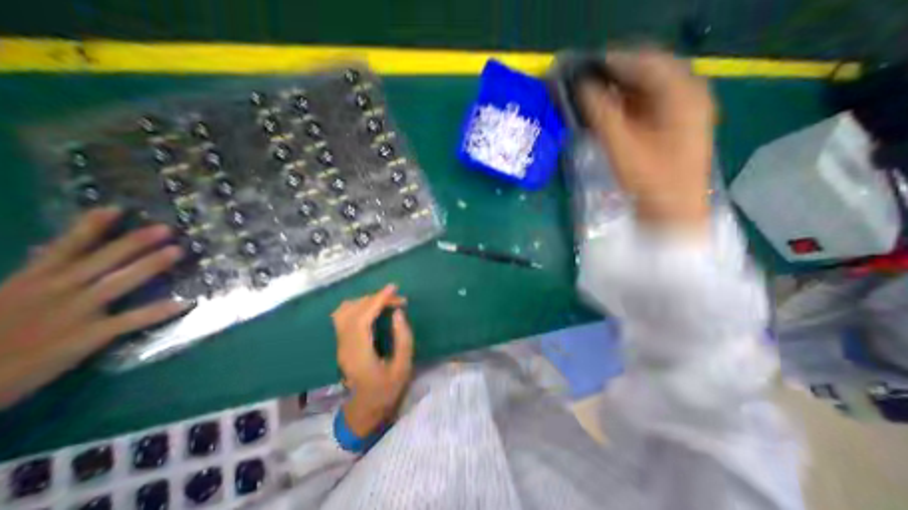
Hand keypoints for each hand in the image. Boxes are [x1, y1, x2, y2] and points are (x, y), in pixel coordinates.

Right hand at [0, 208, 187, 407]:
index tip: (116, 209)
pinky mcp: (87, 336)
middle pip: (102, 260)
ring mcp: (75, 313)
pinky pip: (131, 321)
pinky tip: (186, 302)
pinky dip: (158, 311)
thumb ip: (31, 276)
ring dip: (150, 265)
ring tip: (178, 251)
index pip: (64, 247)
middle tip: (166, 228)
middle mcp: (56, 292)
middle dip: (134, 242)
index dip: (90, 227)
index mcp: (28, 281)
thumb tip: (50, 250)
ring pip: (120, 282)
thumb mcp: (1, 299)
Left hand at [331, 284, 413, 436]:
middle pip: (353, 311)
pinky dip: (359, 305)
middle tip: (398, 299)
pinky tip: (372, 307)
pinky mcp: (342, 342)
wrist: (365, 408)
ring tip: (386, 301)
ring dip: (366, 300)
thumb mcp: (403, 367)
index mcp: (359, 354)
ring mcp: (341, 344)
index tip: (393, 288)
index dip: (377, 300)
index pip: (362, 319)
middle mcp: (345, 346)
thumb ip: (403, 339)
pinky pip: (344, 315)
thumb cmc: (387, 390)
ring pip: (345, 311)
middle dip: (376, 299)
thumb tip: (398, 313)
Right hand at [582, 48, 716, 230]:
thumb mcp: (622, 145)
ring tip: (591, 96)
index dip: (613, 61)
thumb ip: (601, 113)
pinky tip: (608, 112)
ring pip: (646, 89)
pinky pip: (647, 105)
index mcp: (682, 92)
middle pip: (648, 72)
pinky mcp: (673, 125)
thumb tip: (582, 87)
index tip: (584, 67)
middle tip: (584, 83)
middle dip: (614, 75)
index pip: (646, 62)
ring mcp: (682, 110)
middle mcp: (688, 93)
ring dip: (618, 90)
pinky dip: (626, 105)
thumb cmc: (650, 179)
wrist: (672, 210)